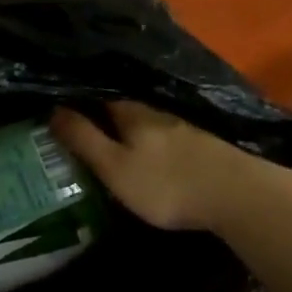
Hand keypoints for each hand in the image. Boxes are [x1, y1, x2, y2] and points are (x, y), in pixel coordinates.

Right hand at [49, 100, 276, 231]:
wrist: (238, 195)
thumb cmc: (167, 184)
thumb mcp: (115, 167)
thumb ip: (85, 139)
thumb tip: (53, 110)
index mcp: (131, 113)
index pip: (98, 97)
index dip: (79, 103)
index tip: (59, 112)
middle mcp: (157, 112)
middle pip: (122, 108)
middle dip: (103, 117)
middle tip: (82, 131)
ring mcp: (183, 127)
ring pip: (146, 123)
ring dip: (128, 130)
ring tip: (111, 144)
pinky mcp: (202, 145)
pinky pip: (165, 137)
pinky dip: (151, 143)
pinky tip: (150, 155)